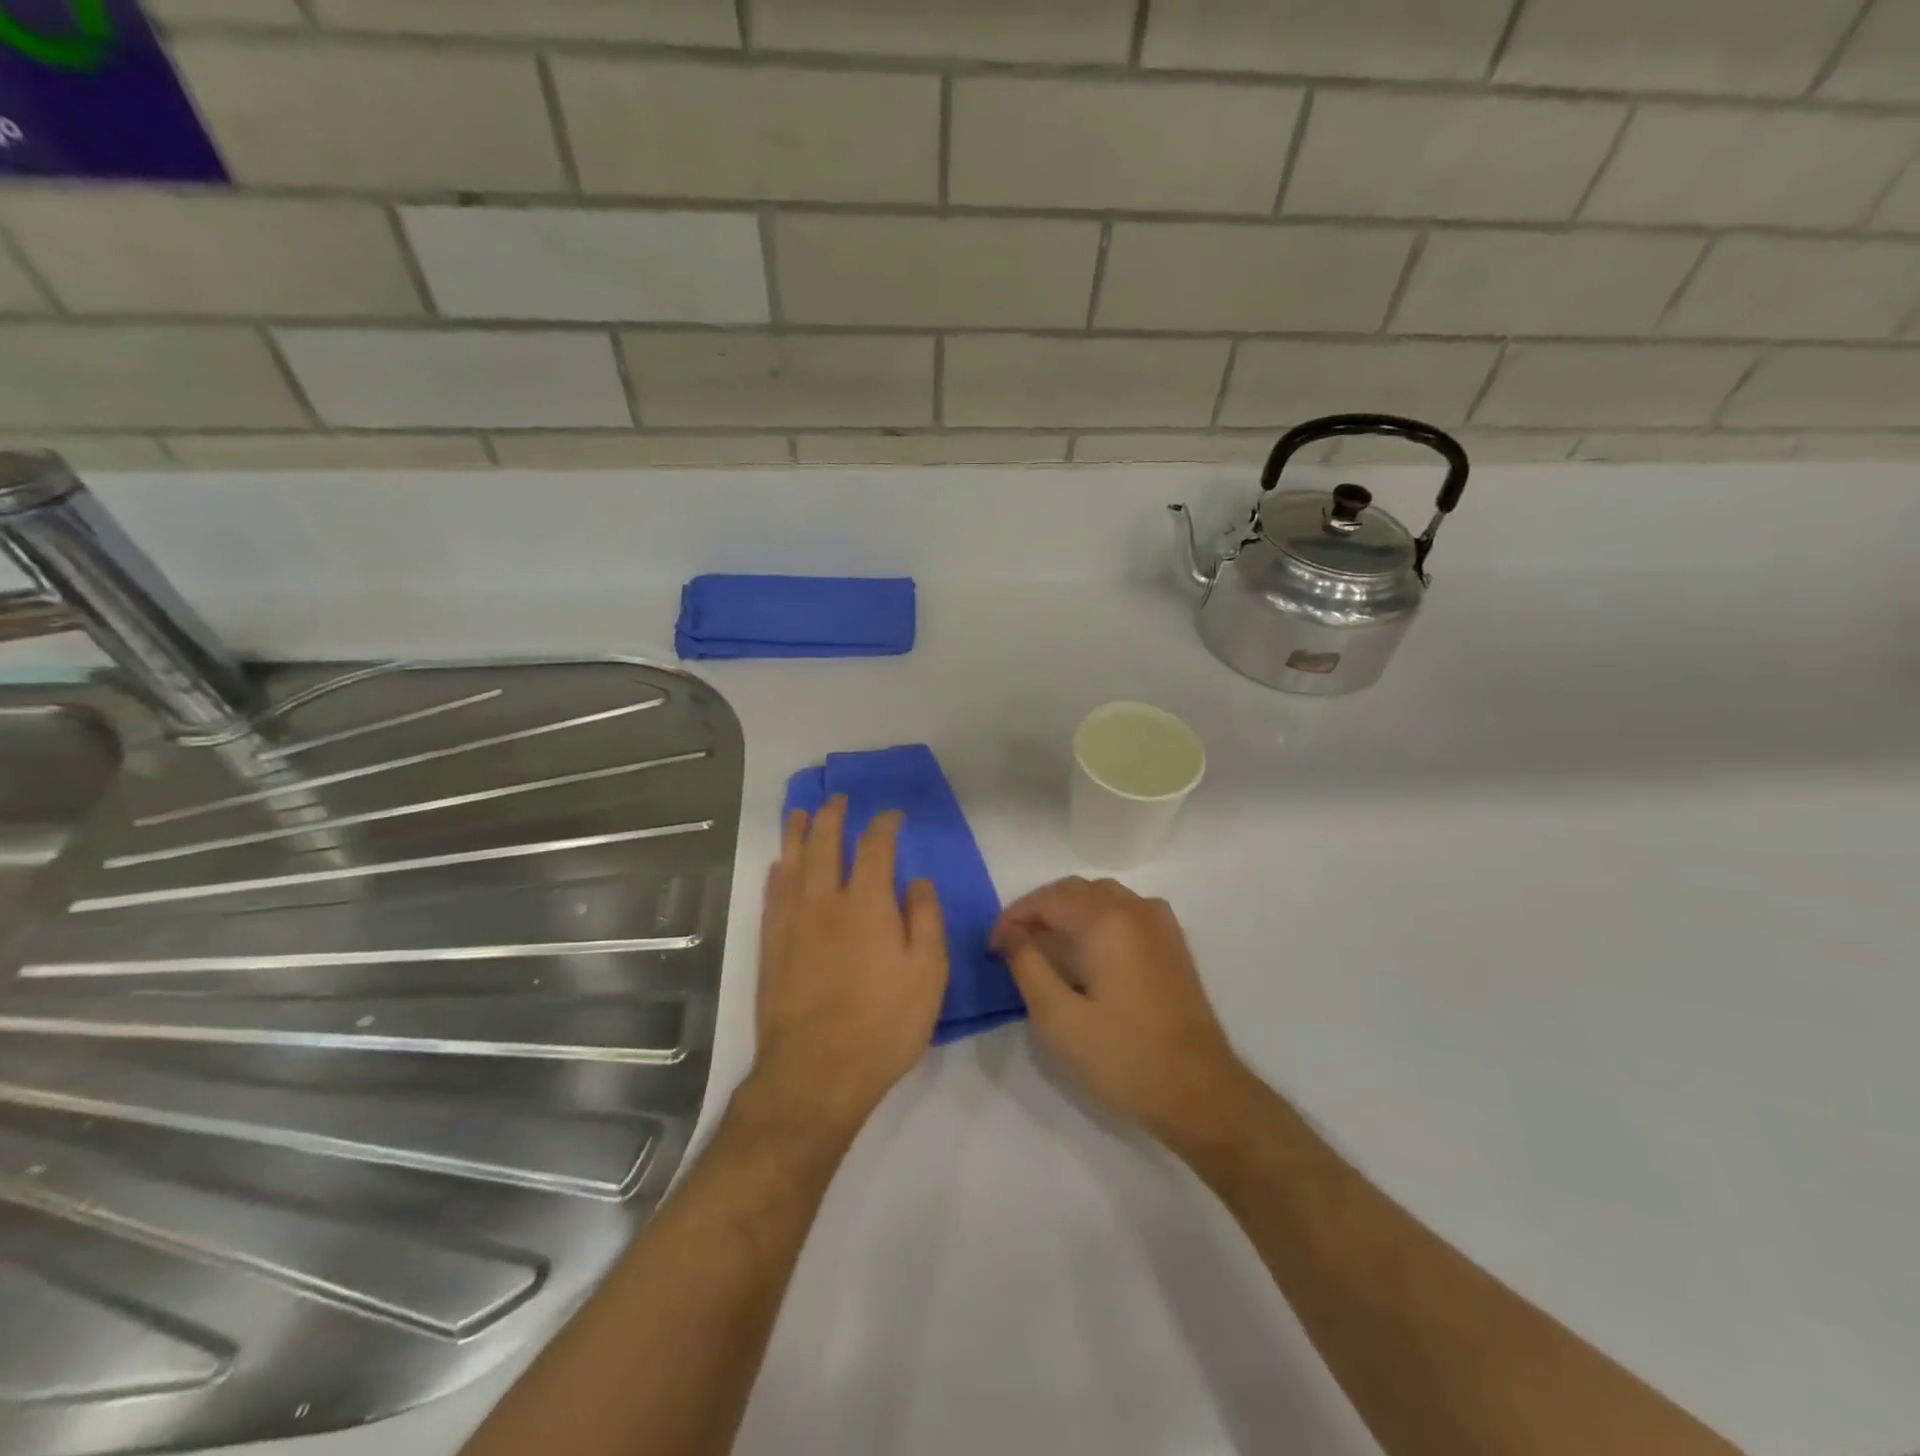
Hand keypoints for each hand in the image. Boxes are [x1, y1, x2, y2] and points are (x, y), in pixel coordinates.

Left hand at [751, 796, 948, 1135]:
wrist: (816, 1073)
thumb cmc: (883, 1024)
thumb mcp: (928, 974)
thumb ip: (925, 920)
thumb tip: (917, 882)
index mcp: (867, 904)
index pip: (875, 848)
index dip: (884, 825)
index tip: (892, 815)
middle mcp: (825, 902)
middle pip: (824, 844)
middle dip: (832, 816)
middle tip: (838, 799)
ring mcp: (792, 923)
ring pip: (791, 863)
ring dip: (796, 833)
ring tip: (799, 812)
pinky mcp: (771, 947)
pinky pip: (771, 896)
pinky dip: (776, 873)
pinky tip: (778, 866)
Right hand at [993, 877, 1248, 1145]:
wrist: (1200, 1093)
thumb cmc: (1123, 1058)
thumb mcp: (1059, 1020)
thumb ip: (1028, 967)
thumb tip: (1011, 936)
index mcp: (1106, 921)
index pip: (1047, 899)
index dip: (1013, 917)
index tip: (992, 947)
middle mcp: (1135, 909)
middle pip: (1074, 890)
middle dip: (1038, 910)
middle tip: (1013, 944)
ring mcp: (1159, 923)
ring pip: (1101, 896)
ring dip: (1068, 910)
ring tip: (1045, 944)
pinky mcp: (1172, 943)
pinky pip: (1125, 910)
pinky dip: (1097, 917)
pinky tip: (1088, 949)